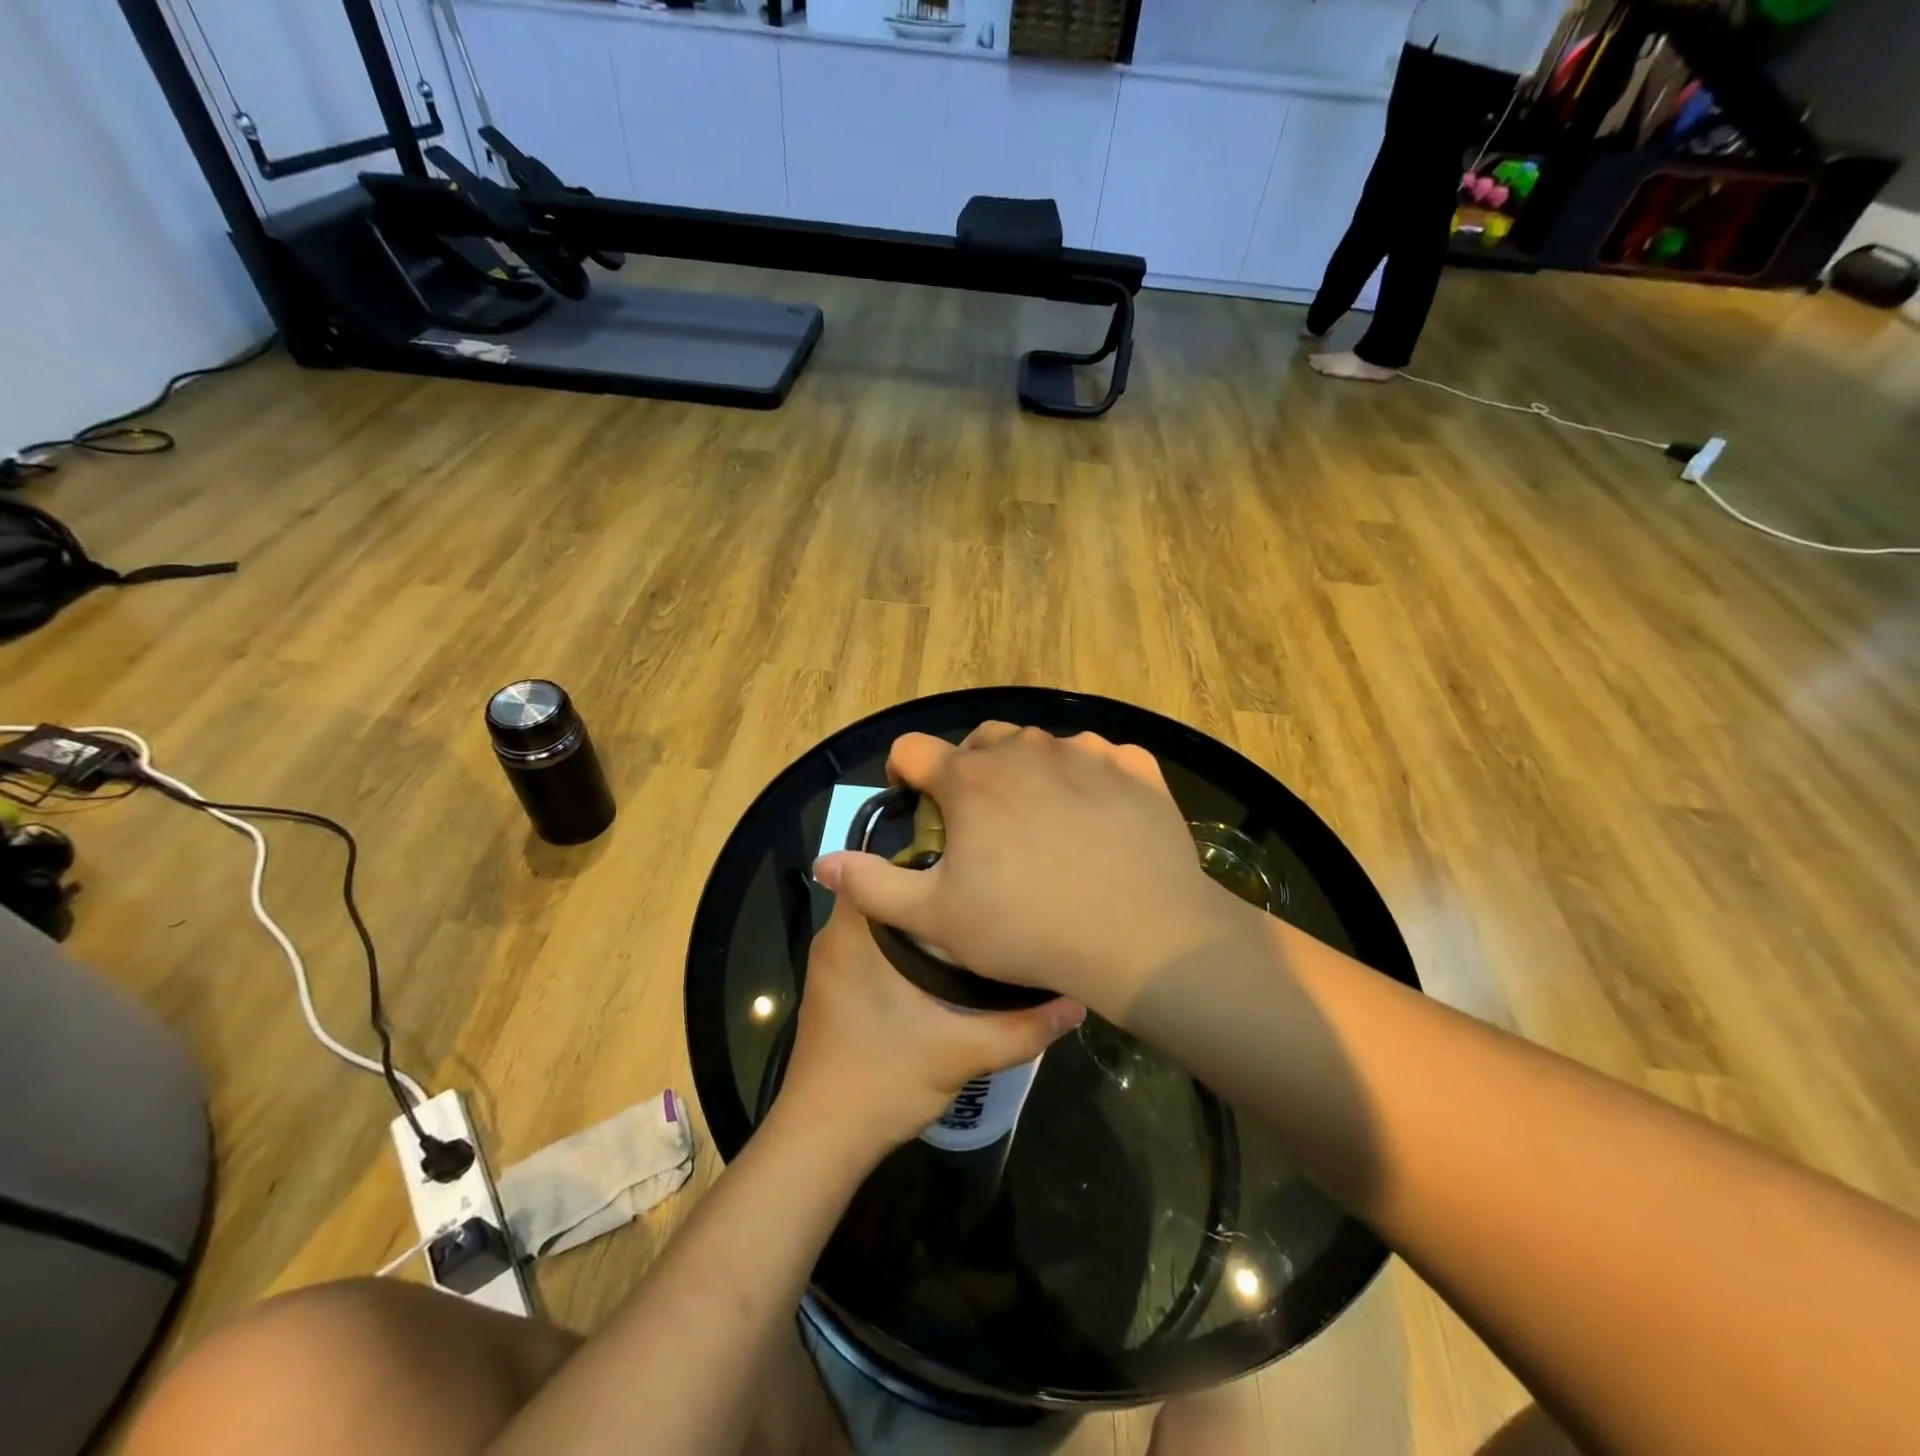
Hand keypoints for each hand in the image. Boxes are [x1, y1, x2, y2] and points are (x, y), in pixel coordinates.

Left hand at [775, 895, 1085, 1155]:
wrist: (821, 1141)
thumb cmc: (883, 1079)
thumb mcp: (962, 1052)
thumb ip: (1022, 1028)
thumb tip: (1076, 1004)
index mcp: (855, 932)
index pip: (887, 865)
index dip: (932, 856)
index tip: (974, 864)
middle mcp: (835, 937)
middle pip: (890, 894)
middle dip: (934, 892)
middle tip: (986, 895)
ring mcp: (830, 964)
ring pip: (881, 923)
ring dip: (920, 922)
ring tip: (975, 922)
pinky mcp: (833, 989)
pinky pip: (871, 947)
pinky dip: (902, 946)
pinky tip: (943, 964)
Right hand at [813, 724, 1240, 1019]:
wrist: (1143, 935)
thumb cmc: (1028, 928)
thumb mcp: (936, 917)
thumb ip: (872, 885)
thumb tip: (824, 861)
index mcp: (970, 780)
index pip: (914, 749)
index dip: (905, 772)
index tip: (914, 799)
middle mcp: (1024, 751)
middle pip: (981, 741)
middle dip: (971, 770)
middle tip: (983, 820)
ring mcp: (1085, 752)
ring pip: (1042, 747)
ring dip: (1031, 771)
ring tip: (1044, 821)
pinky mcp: (1134, 768)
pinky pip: (1102, 757)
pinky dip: (1090, 777)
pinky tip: (1098, 816)